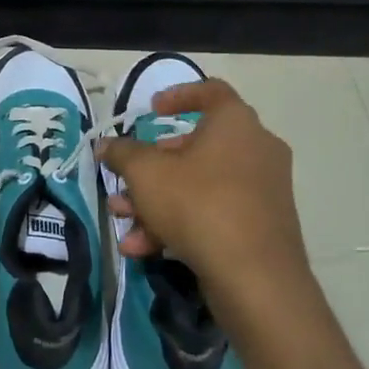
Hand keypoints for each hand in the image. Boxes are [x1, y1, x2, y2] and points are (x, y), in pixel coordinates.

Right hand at [98, 80, 310, 310]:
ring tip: (124, 221)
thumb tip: (105, 145)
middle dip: (151, 167)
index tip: (151, 110)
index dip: (177, 95)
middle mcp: (256, 149)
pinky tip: (143, 249)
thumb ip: (122, 154)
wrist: (256, 278)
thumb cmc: (199, 204)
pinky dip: (180, 225)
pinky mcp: (262, 226)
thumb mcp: (146, 173)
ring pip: (199, 186)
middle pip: (195, 147)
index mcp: (235, 123)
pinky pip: (214, 213)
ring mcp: (262, 190)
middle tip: (126, 182)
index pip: (210, 91)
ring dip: (156, 201)